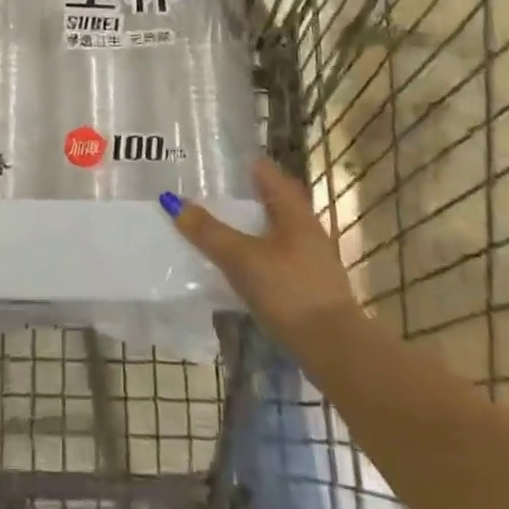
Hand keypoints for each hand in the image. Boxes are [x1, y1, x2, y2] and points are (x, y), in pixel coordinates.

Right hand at [168, 159, 358, 342]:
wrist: (334, 349)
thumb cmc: (289, 291)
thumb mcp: (241, 259)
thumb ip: (209, 232)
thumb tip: (174, 202)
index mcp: (294, 211)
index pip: (266, 172)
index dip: (240, 163)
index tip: (212, 160)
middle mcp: (305, 227)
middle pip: (270, 201)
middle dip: (241, 195)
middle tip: (206, 192)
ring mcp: (310, 257)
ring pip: (272, 229)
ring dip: (247, 225)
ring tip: (214, 225)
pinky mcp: (308, 284)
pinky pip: (275, 256)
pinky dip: (254, 252)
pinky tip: (236, 264)